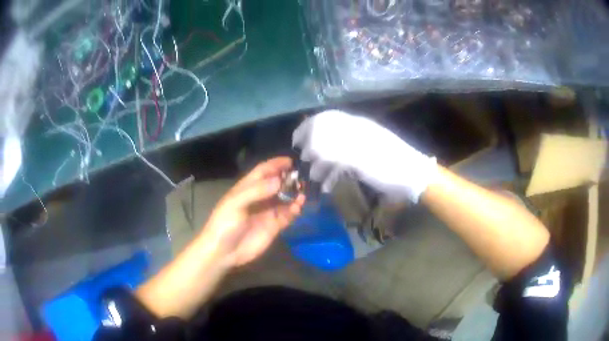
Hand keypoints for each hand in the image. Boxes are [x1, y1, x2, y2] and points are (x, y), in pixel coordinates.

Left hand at [199, 157, 305, 266]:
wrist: (223, 252)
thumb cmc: (225, 224)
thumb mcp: (236, 203)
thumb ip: (257, 191)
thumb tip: (279, 180)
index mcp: (246, 189)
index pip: (263, 171)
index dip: (275, 164)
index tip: (290, 161)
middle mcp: (259, 198)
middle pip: (276, 184)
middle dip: (288, 179)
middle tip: (301, 177)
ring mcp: (267, 212)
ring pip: (284, 199)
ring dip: (294, 194)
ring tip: (303, 192)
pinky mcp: (274, 227)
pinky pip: (287, 215)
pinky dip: (294, 210)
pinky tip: (299, 206)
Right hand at [292, 110, 436, 202]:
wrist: (412, 177)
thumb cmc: (387, 165)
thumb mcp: (359, 157)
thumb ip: (333, 150)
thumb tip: (311, 148)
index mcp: (353, 127)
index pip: (324, 120)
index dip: (307, 129)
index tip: (295, 145)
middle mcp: (355, 133)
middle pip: (327, 136)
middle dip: (313, 150)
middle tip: (305, 164)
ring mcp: (360, 148)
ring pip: (334, 151)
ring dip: (323, 165)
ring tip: (316, 180)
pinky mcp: (365, 161)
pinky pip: (344, 164)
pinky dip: (334, 173)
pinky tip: (329, 186)